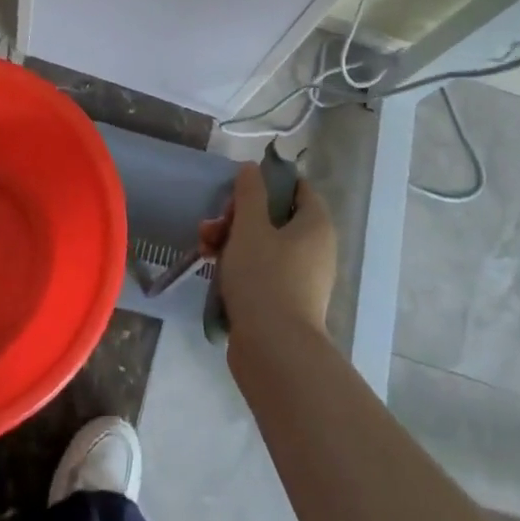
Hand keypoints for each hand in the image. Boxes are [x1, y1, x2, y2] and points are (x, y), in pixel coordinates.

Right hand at [199, 161, 336, 346]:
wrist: (274, 351)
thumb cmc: (265, 278)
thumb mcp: (250, 227)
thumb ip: (249, 193)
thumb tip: (252, 169)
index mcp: (315, 225)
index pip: (298, 189)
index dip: (269, 183)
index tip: (240, 189)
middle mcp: (315, 249)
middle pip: (275, 217)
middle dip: (239, 216)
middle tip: (214, 223)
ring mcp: (301, 278)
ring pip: (264, 245)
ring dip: (232, 240)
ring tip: (204, 246)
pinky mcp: (284, 303)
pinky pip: (261, 272)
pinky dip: (239, 266)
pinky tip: (212, 269)